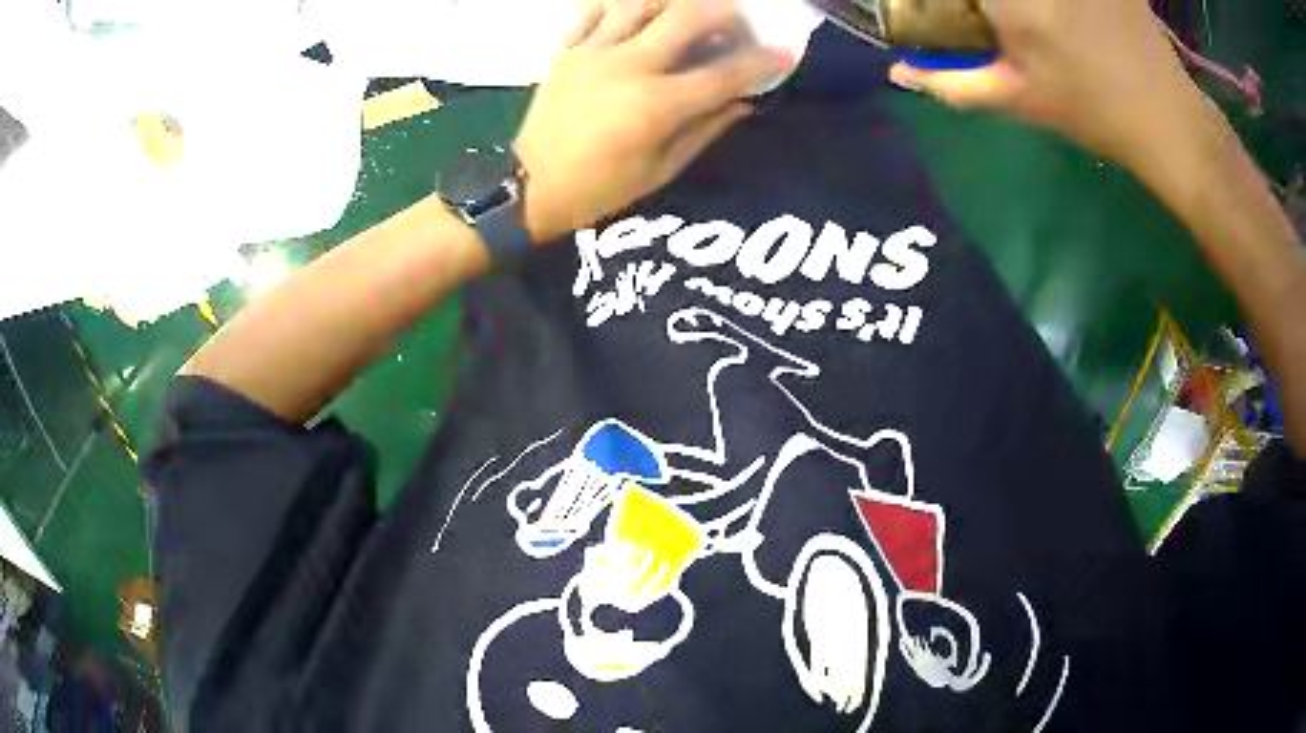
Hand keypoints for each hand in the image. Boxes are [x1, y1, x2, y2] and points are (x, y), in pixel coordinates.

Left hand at [515, 0, 792, 241]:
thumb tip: (743, 102)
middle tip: (736, 21)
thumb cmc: (599, 189)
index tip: (787, 51)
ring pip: (641, 2)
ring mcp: (593, 52)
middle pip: (687, 16)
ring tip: (686, 11)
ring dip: (673, 0)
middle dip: (724, 11)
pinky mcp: (566, 50)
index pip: (724, 73)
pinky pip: (592, 9)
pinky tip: (636, 10)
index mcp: (657, 105)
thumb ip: (705, 130)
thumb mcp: (661, 170)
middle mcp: (629, 66)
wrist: (529, 188)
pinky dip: (619, 3)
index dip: (763, 61)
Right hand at [886, 0, 1203, 168]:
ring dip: (1016, 5)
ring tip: (1029, 18)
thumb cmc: (1092, 112)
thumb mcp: (1018, 100)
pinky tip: (1065, 13)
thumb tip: (899, 71)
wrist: (1168, 118)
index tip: (961, 12)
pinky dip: (1065, 2)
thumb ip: (951, 83)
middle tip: (992, 15)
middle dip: (986, 3)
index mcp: (1008, 0)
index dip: (947, 0)